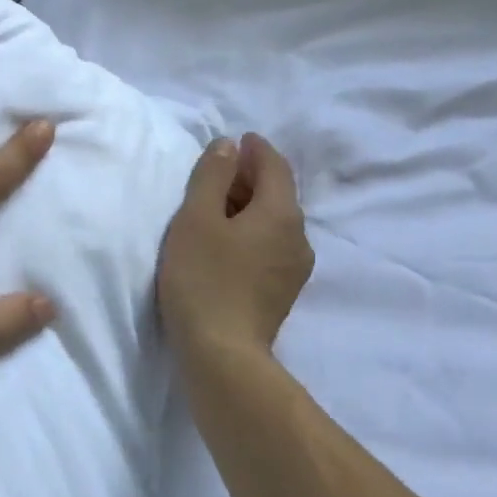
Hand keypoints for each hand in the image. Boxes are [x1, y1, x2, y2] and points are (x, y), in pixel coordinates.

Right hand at [158, 133, 314, 363]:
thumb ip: (212, 176)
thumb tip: (228, 146)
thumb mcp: (197, 218)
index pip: (275, 166)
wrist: (223, 355)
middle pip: (278, 194)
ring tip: (218, 207)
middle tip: (218, 173)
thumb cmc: (204, 279)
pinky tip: (229, 243)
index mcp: (282, 213)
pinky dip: (253, 232)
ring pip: (275, 222)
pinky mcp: (283, 292)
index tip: (237, 140)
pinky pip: (271, 246)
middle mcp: (298, 237)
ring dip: (250, 207)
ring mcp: (295, 269)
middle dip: (251, 177)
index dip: (256, 149)